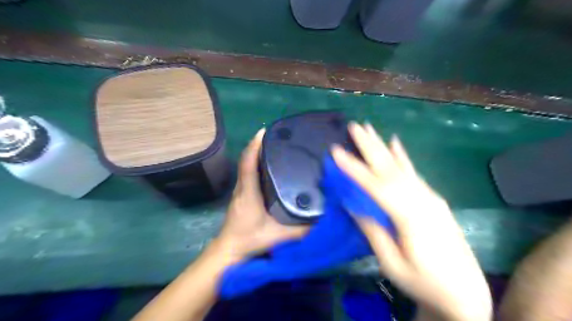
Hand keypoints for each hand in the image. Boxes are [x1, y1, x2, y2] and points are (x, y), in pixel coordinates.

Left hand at [214, 129, 308, 262]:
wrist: (228, 251)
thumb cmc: (249, 240)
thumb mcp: (278, 236)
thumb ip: (300, 230)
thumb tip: (321, 220)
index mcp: (249, 192)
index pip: (248, 163)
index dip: (254, 146)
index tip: (264, 131)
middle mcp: (242, 187)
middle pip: (246, 160)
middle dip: (257, 145)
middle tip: (274, 136)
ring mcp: (239, 191)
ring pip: (245, 166)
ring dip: (255, 153)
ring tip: (272, 145)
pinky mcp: (241, 195)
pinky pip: (246, 173)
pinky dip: (253, 163)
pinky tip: (266, 164)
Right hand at [334, 123, 493, 320]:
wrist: (465, 294)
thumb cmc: (424, 283)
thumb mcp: (392, 264)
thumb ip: (373, 231)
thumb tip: (352, 204)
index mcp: (411, 218)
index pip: (377, 186)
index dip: (355, 168)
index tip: (336, 152)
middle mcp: (422, 200)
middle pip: (390, 169)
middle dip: (370, 146)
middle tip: (354, 127)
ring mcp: (430, 197)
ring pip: (401, 166)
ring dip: (382, 146)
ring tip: (369, 129)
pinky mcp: (433, 199)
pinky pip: (413, 173)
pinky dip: (402, 157)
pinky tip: (395, 143)